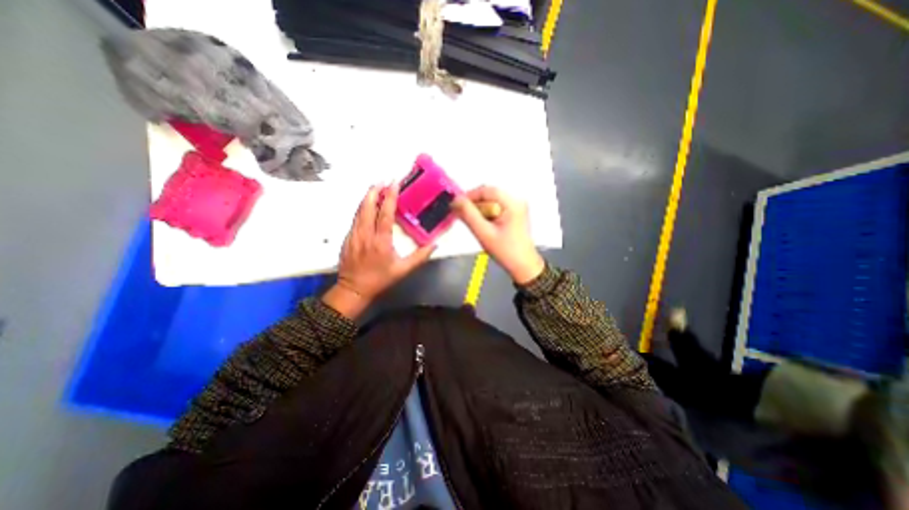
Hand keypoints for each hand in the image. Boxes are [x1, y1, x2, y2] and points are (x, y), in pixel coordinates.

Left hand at [325, 183, 438, 317]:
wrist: (353, 289)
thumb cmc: (380, 279)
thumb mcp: (403, 270)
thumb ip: (420, 257)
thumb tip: (434, 245)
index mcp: (380, 241)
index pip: (384, 213)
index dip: (389, 197)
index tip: (393, 184)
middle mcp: (365, 234)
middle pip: (367, 206)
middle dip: (374, 191)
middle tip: (382, 181)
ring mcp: (354, 235)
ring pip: (359, 211)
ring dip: (367, 197)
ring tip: (375, 188)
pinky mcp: (347, 238)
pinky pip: (355, 218)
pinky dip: (362, 208)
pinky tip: (367, 205)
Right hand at [451, 184, 540, 285]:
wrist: (523, 266)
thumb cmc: (506, 251)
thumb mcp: (484, 233)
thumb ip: (469, 215)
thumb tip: (456, 200)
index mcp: (512, 203)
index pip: (486, 190)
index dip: (469, 196)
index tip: (456, 205)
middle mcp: (516, 201)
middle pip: (489, 195)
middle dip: (474, 204)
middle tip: (462, 216)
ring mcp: (516, 207)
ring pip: (491, 202)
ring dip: (479, 210)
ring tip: (473, 224)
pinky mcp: (514, 214)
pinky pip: (495, 208)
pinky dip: (486, 214)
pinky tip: (483, 225)